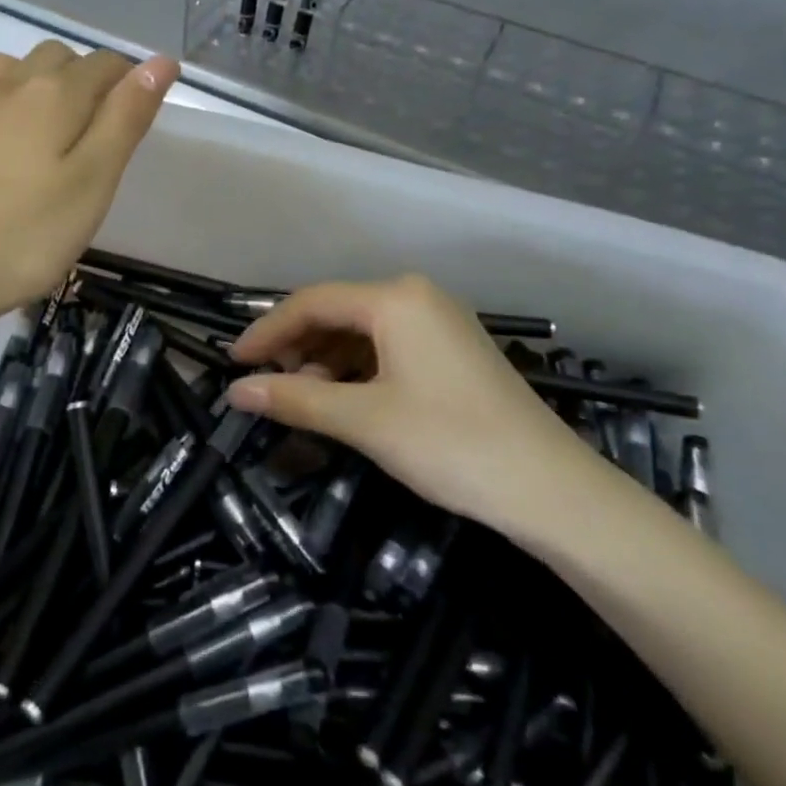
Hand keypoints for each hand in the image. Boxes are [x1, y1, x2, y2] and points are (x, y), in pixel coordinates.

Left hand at [0, 42, 177, 338]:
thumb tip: (160, 62)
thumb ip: (125, 119)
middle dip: (83, 78)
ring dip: (34, 84)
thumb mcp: (92, 184)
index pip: (104, 64)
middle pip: (55, 58)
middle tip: (94, 131)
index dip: (128, 79)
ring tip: (44, 130)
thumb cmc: (21, 238)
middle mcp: (5, 86)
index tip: (136, 113)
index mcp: (53, 95)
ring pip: (7, 70)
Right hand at [225, 275, 609, 541]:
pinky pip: (388, 347)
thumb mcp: (363, 420)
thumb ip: (295, 398)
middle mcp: (416, 296)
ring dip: (326, 361)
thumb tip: (235, 391)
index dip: (267, 331)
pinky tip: (345, 400)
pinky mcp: (452, 350)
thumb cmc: (449, 442)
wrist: (551, 490)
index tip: (233, 362)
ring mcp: (439, 321)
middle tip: (269, 387)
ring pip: (362, 331)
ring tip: (305, 399)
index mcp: (394, 298)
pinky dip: (357, 369)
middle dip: (298, 347)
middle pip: (337, 312)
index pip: (311, 302)